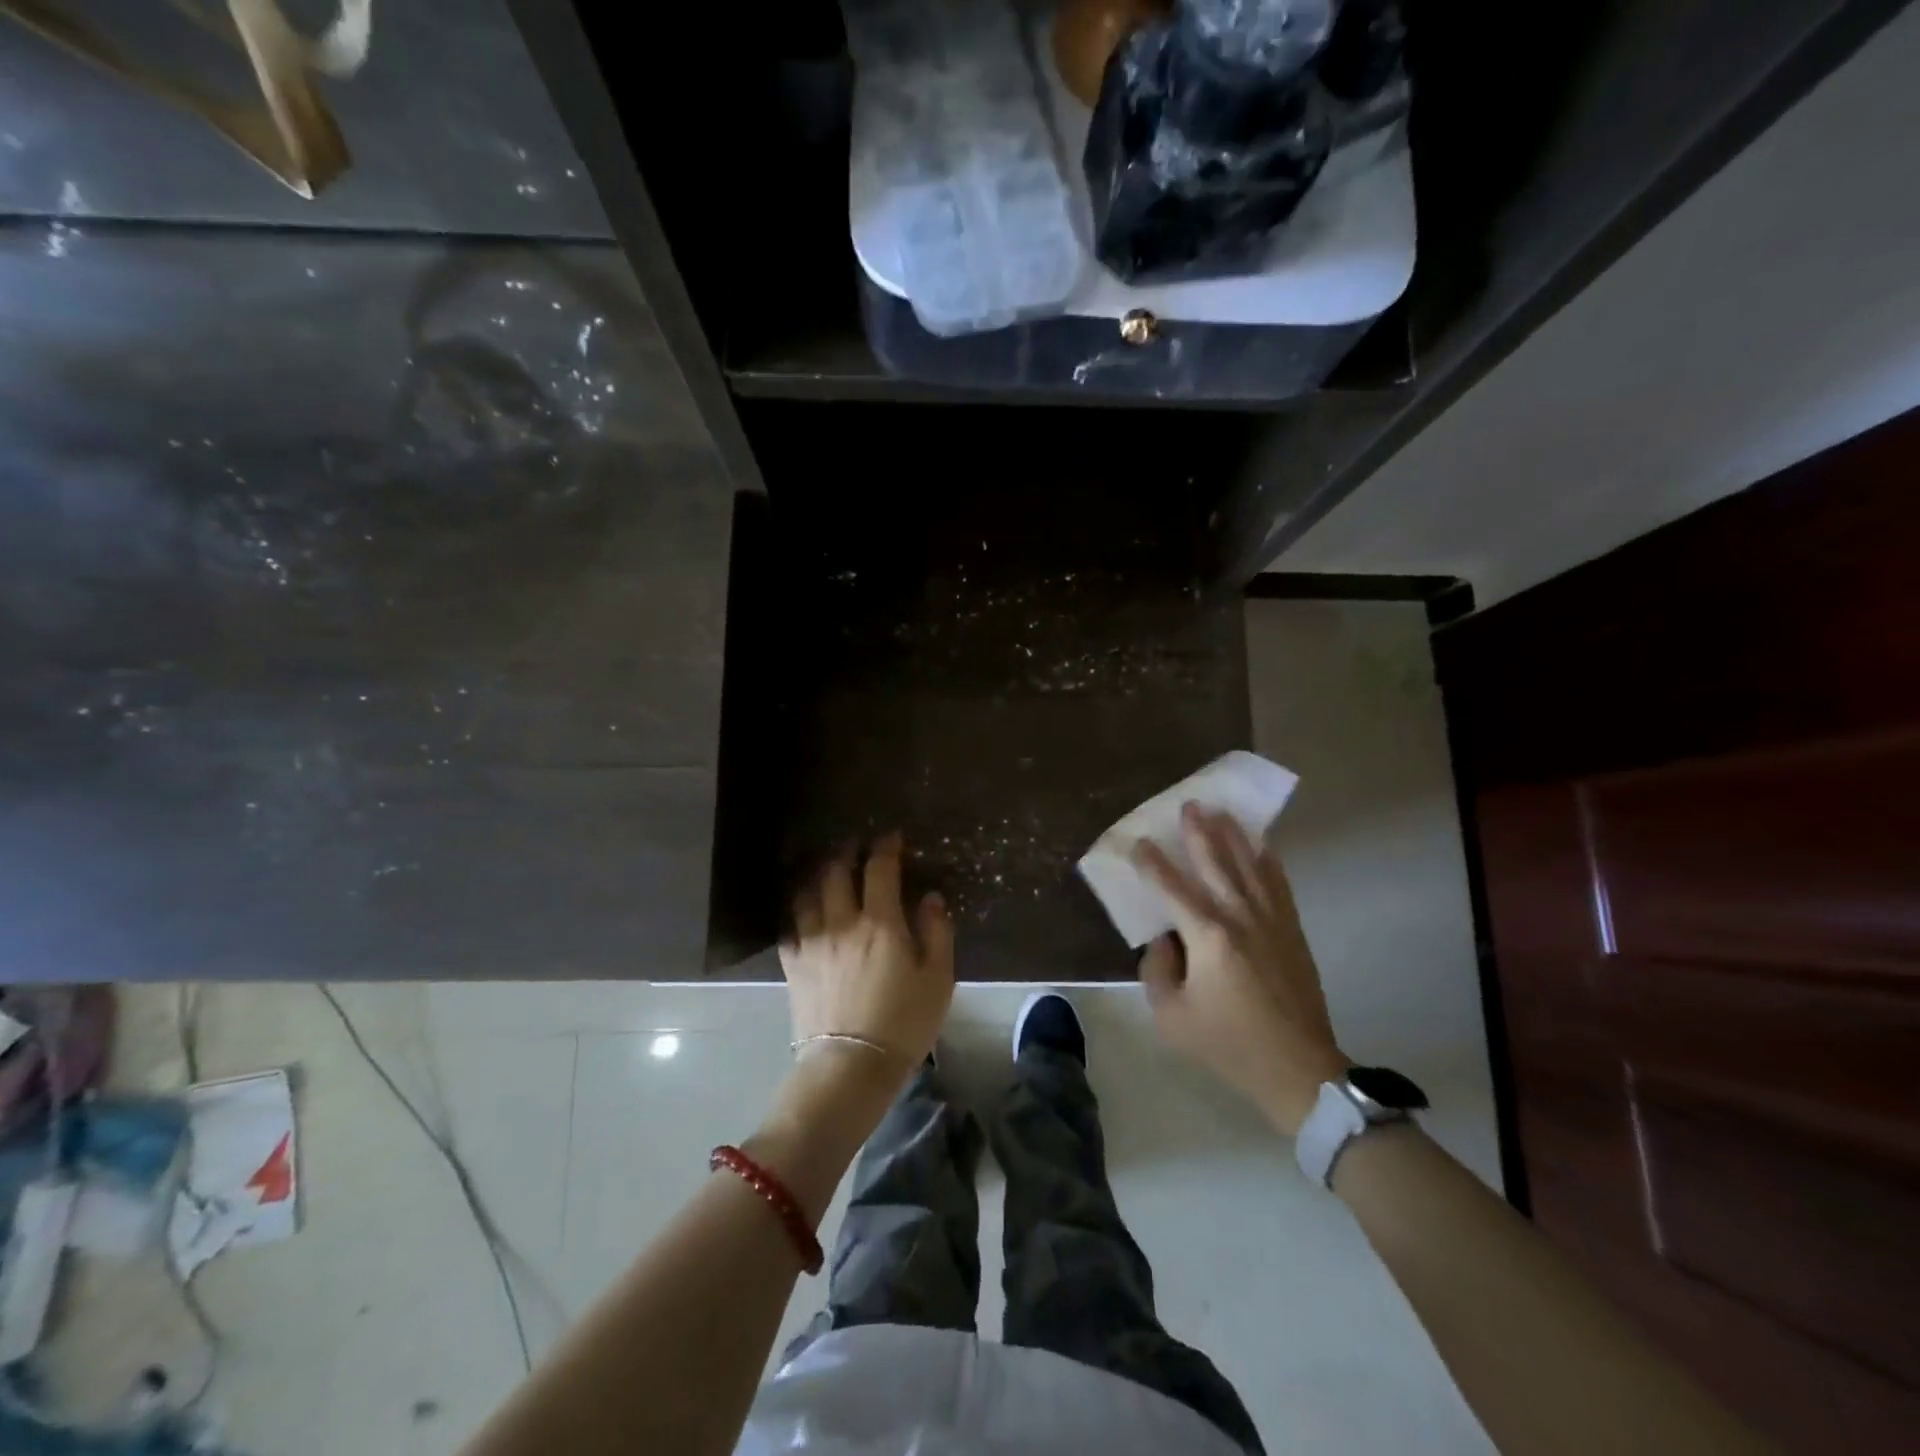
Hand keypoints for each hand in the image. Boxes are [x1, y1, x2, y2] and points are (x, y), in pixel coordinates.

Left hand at [779, 833, 954, 1082]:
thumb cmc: (903, 1024)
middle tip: (854, 847)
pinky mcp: (793, 966)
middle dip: (846, 853)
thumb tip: (931, 898)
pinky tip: (805, 915)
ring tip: (825, 872)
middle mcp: (841, 922)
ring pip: (807, 895)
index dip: (886, 847)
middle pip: (835, 873)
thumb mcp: (938, 979)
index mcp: (880, 922)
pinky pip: (790, 928)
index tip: (891, 837)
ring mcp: (812, 943)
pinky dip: (799, 914)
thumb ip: (937, 932)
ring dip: (817, 876)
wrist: (850, 1067)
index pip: (879, 869)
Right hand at [1134, 804, 1347, 1135]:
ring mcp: (1271, 921)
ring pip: (1249, 866)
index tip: (1138, 843)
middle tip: (1188, 805)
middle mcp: (1240, 917)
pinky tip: (1262, 845)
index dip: (1151, 864)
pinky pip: (1279, 885)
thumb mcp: (1172, 1016)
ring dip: (1233, 836)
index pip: (1172, 888)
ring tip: (1221, 811)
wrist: (1298, 1069)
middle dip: (1199, 833)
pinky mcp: (1292, 931)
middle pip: (1216, 864)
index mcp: (1208, 936)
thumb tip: (1165, 940)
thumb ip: (1157, 970)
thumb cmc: (1228, 1044)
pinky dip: (1269, 861)